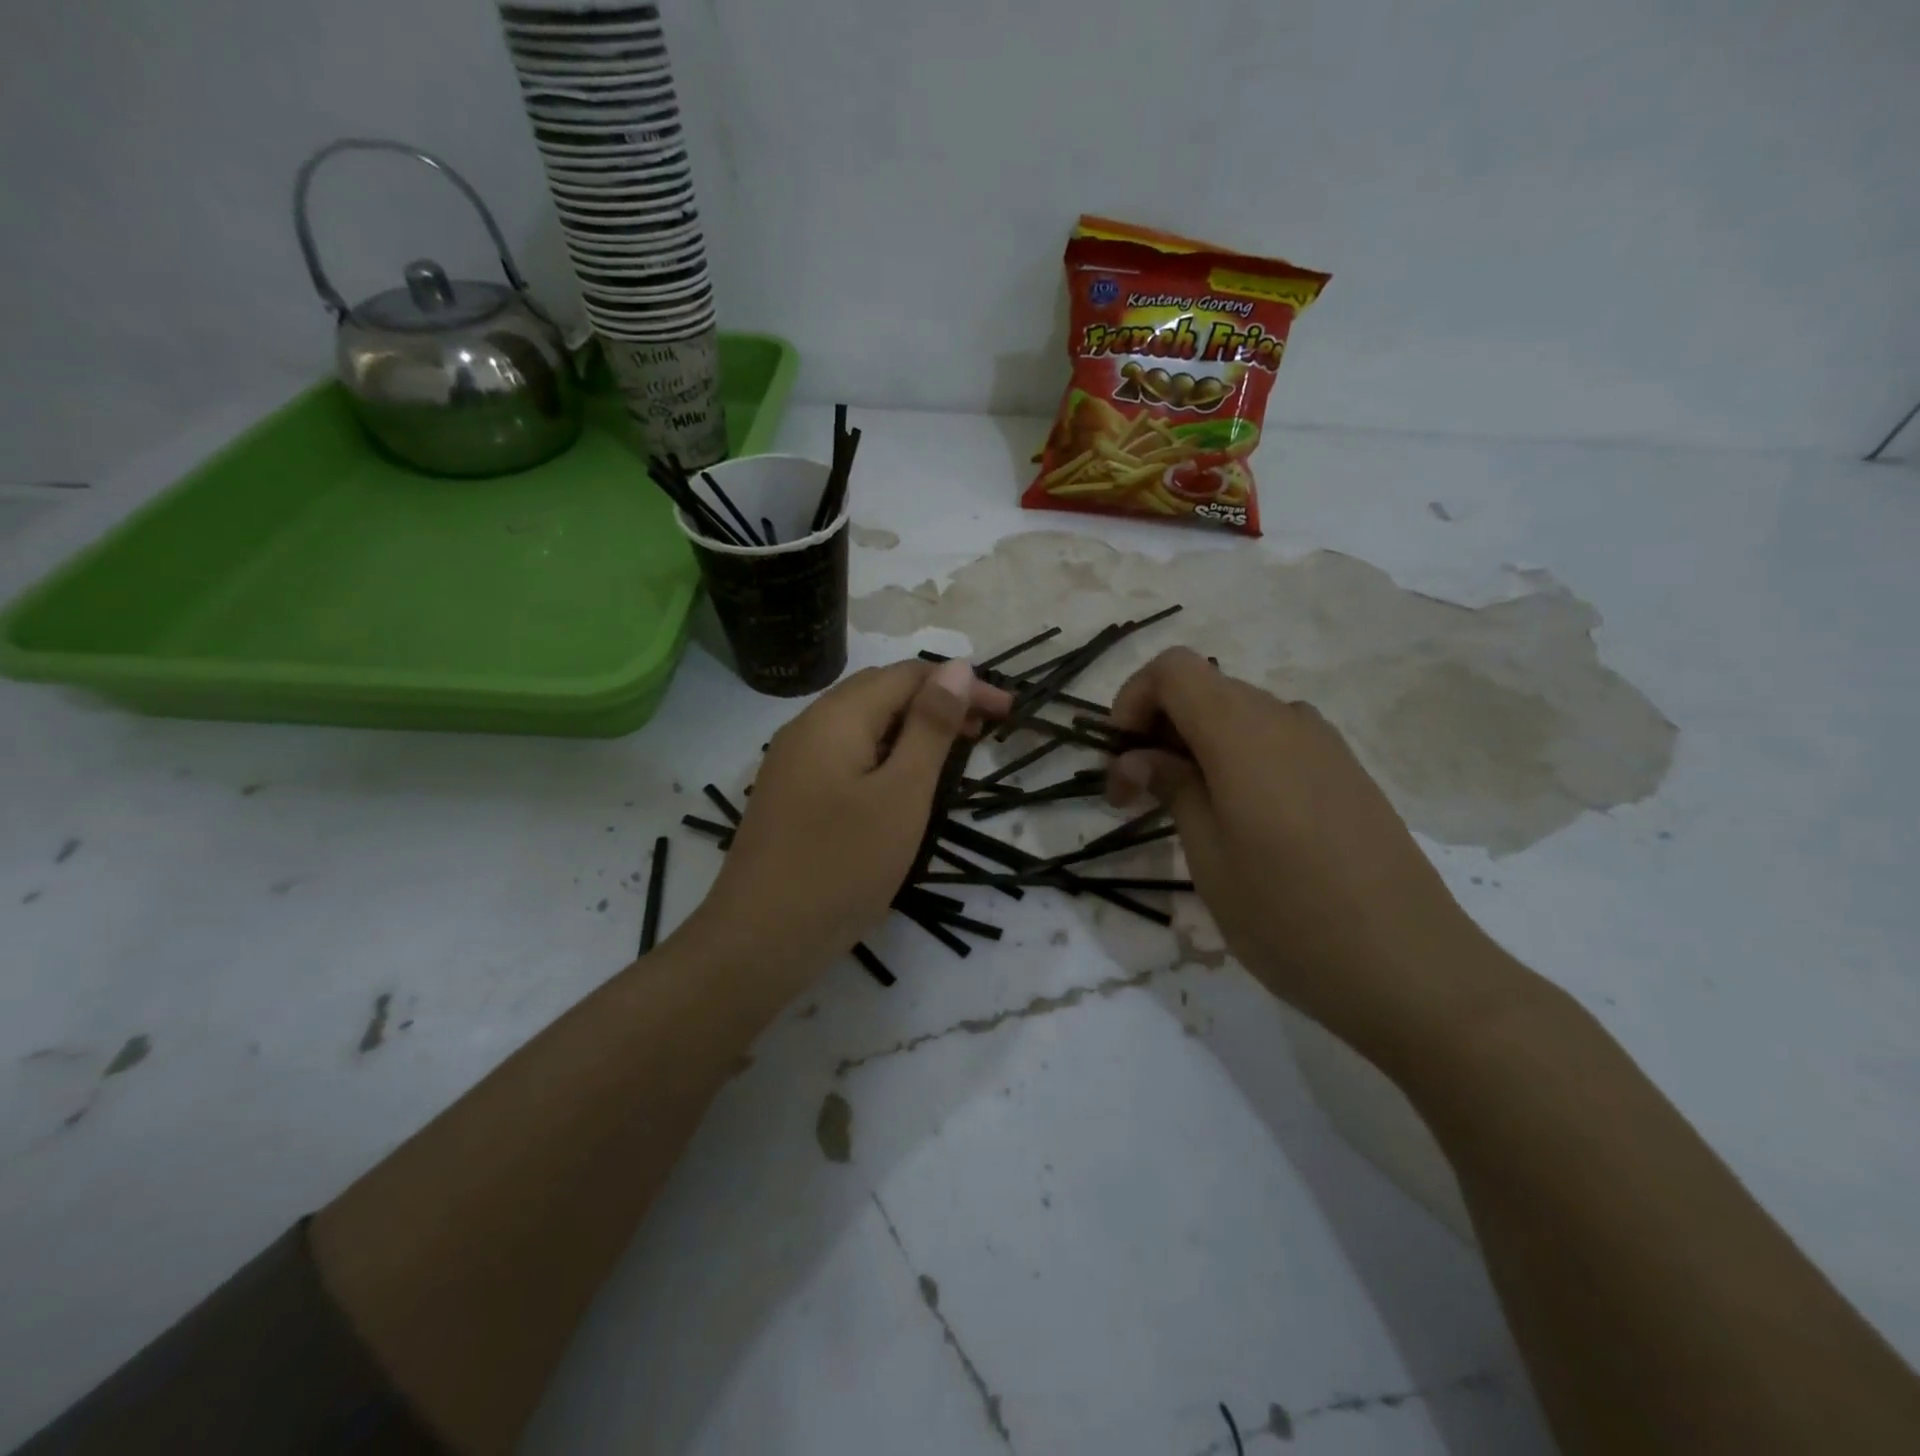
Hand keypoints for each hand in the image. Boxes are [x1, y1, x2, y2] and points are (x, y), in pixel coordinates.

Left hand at [693, 659, 1009, 987]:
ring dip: (910, 730)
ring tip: (951, 757)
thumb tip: (957, 667)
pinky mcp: (790, 793)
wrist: (758, 940)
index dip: (961, 685)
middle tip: (983, 732)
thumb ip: (930, 727)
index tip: (1007, 711)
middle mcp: (809, 726)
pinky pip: (845, 754)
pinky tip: (900, 785)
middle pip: (881, 692)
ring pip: (862, 725)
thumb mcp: (901, 794)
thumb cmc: (841, 866)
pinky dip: (883, 756)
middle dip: (936, 702)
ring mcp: (793, 761)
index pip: (908, 675)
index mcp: (836, 716)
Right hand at [1105, 648, 1520, 1064]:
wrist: (1411, 968)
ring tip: (1185, 812)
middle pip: (1205, 690)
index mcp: (1243, 730)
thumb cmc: (1288, 913)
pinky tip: (1240, 821)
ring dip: (1196, 747)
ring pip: (1239, 717)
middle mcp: (1286, 719)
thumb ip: (1171, 787)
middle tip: (1137, 796)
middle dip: (1157, 729)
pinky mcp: (1346, 774)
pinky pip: (1275, 743)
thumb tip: (1137, 757)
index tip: (1119, 759)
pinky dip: (1236, 760)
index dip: (1133, 699)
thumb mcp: (1208, 854)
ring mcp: (1324, 745)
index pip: (1173, 669)